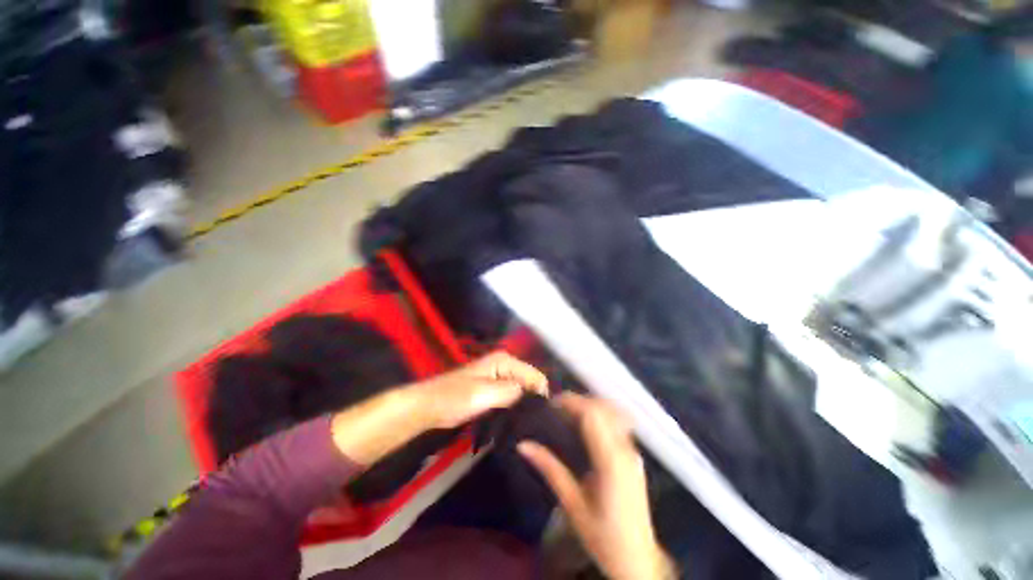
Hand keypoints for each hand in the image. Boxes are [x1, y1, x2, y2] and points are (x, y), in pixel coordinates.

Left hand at [410, 352, 548, 428]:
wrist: (430, 406)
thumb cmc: (455, 397)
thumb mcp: (485, 393)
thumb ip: (512, 391)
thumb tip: (537, 395)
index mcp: (505, 361)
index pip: (536, 376)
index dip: (540, 395)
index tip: (540, 418)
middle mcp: (506, 366)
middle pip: (531, 382)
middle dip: (533, 400)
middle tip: (533, 424)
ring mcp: (500, 378)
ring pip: (523, 391)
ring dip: (525, 406)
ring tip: (526, 425)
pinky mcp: (495, 390)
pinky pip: (513, 398)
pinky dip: (516, 408)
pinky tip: (515, 421)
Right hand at [519, 394, 673, 579]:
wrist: (638, 560)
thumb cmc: (602, 537)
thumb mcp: (572, 505)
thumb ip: (550, 470)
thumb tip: (523, 445)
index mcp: (610, 461)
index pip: (592, 415)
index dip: (571, 402)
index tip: (551, 402)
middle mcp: (626, 450)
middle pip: (604, 408)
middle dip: (579, 400)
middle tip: (556, 406)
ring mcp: (633, 451)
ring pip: (613, 412)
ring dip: (590, 405)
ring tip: (568, 412)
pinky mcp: (634, 456)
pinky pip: (617, 423)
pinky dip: (600, 414)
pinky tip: (585, 424)